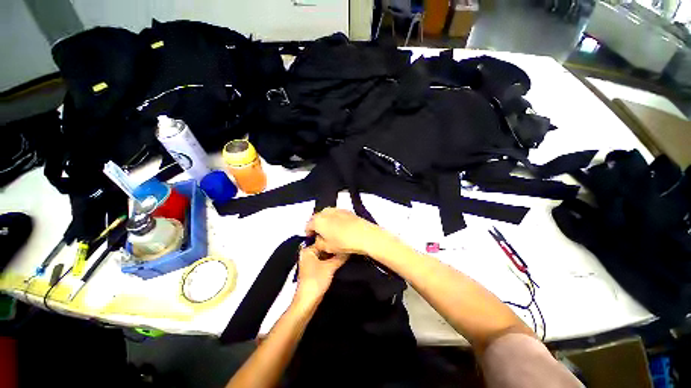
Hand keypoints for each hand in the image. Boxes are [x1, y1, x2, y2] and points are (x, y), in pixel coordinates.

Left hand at [294, 246, 347, 304]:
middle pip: (324, 248)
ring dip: (333, 255)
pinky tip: (340, 260)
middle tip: (346, 246)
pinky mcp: (314, 270)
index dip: (333, 241)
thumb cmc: (316, 280)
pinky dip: (331, 261)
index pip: (323, 241)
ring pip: (324, 255)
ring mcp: (310, 262)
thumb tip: (349, 249)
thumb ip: (340, 257)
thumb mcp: (330, 267)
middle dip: (334, 249)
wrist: (308, 301)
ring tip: (345, 252)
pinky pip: (324, 261)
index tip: (344, 240)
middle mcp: (308, 254)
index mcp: (308, 250)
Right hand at [305, 208, 386, 255]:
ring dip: (326, 222)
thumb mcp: (327, 248)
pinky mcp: (346, 210)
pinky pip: (336, 214)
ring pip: (327, 215)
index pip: (308, 225)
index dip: (308, 233)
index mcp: (318, 220)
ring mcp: (337, 209)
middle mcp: (326, 212)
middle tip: (321, 235)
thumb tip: (318, 240)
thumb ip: (318, 244)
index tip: (311, 238)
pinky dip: (335, 219)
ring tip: (331, 232)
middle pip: (317, 218)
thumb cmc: (344, 242)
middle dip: (317, 226)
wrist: (364, 235)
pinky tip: (340, 228)